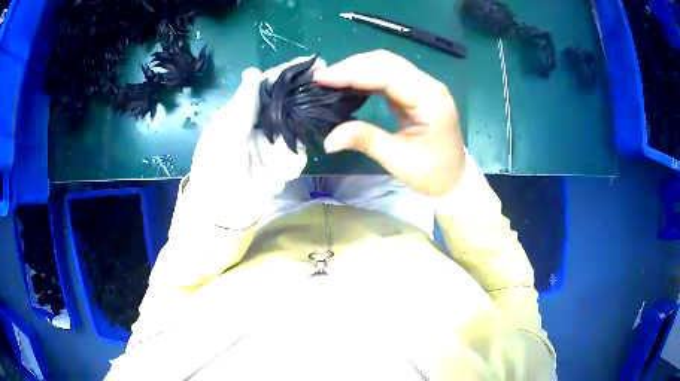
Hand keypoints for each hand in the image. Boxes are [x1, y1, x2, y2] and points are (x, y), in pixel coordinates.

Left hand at [189, 59, 318, 228]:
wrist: (222, 210)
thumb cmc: (216, 168)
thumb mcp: (226, 132)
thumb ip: (244, 103)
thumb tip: (254, 70)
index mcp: (243, 111)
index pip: (268, 85)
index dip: (287, 73)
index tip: (311, 63)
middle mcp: (261, 122)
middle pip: (287, 100)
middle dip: (306, 89)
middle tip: (330, 78)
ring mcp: (276, 141)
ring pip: (298, 119)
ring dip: (313, 109)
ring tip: (333, 96)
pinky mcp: (286, 160)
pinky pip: (302, 144)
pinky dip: (311, 136)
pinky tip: (327, 123)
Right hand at [314, 50, 464, 197]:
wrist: (455, 178)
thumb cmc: (432, 172)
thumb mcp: (398, 159)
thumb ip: (365, 140)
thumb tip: (328, 139)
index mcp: (430, 99)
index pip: (388, 76)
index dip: (353, 73)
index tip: (322, 78)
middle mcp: (429, 85)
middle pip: (387, 62)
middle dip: (352, 66)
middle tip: (322, 77)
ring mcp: (424, 86)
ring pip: (387, 64)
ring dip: (358, 67)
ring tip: (331, 78)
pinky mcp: (417, 91)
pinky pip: (389, 74)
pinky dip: (367, 75)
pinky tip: (350, 82)